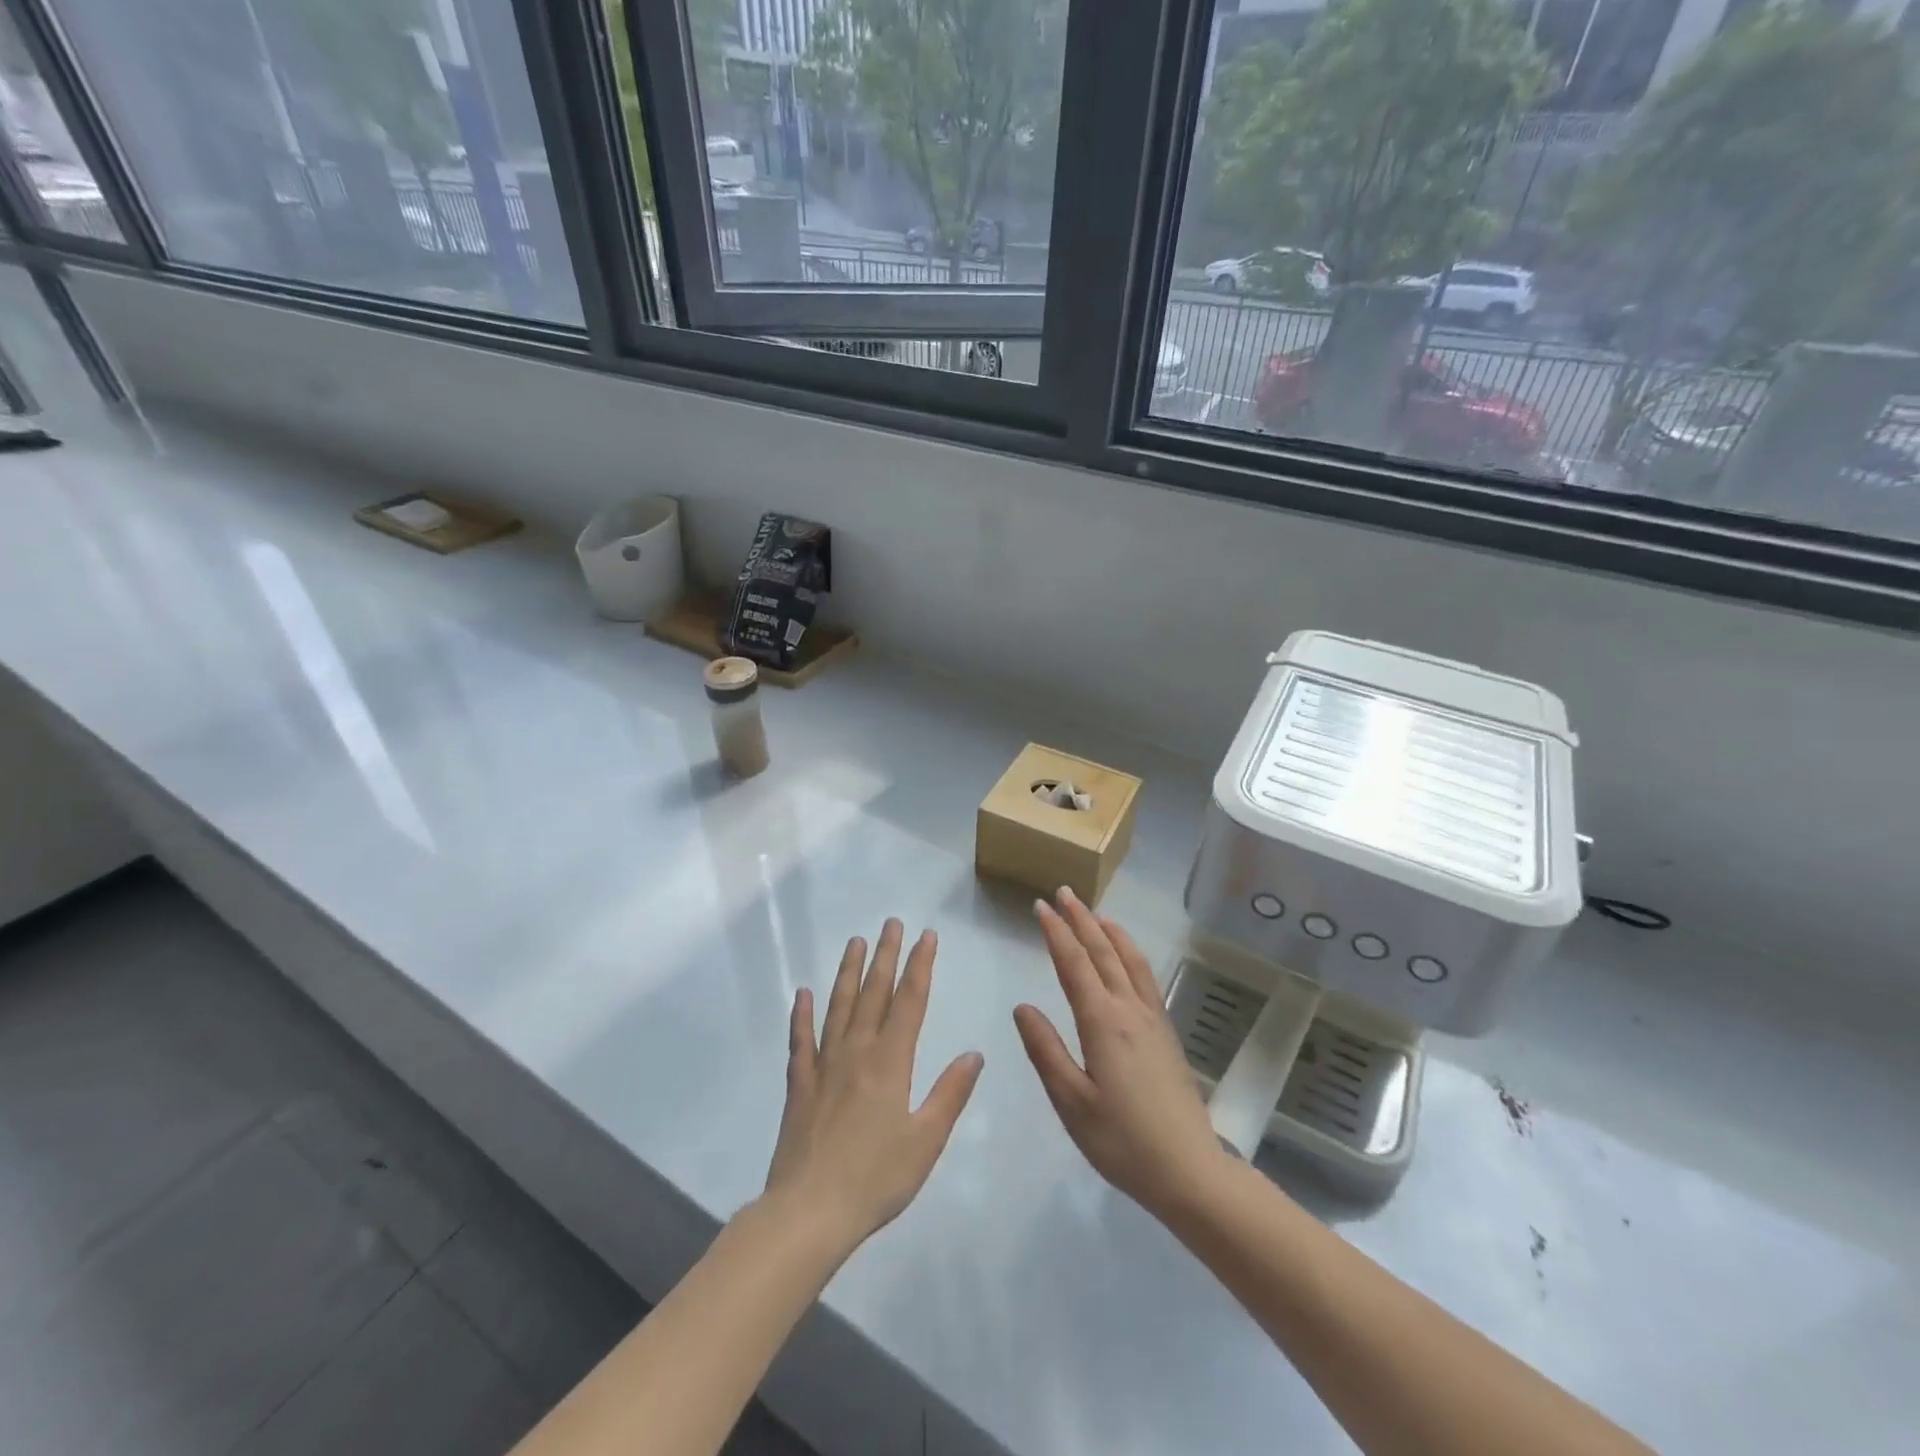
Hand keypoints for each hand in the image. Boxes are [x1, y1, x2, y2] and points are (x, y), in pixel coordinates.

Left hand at [763, 919, 984, 1252]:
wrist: (809, 1211)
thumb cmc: (876, 1178)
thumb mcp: (926, 1140)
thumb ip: (950, 1093)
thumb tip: (974, 1054)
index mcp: (891, 1062)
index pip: (909, 1001)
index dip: (920, 966)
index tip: (927, 936)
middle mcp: (857, 1052)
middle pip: (873, 993)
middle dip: (886, 955)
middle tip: (891, 922)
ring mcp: (824, 1065)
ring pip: (838, 1006)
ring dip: (848, 972)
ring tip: (855, 942)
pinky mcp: (799, 1085)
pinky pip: (801, 1041)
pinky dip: (802, 1015)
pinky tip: (802, 994)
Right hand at [1014, 889, 1229, 1218]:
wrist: (1190, 1172)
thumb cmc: (1123, 1142)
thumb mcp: (1072, 1103)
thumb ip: (1046, 1051)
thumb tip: (1023, 1006)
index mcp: (1103, 1022)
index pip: (1074, 964)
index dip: (1056, 932)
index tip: (1040, 906)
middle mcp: (1130, 1010)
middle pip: (1103, 952)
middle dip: (1081, 919)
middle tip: (1063, 893)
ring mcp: (1153, 1020)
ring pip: (1130, 960)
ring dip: (1109, 931)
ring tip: (1094, 913)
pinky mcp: (1166, 1034)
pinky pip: (1146, 977)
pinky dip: (1130, 953)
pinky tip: (1126, 957)